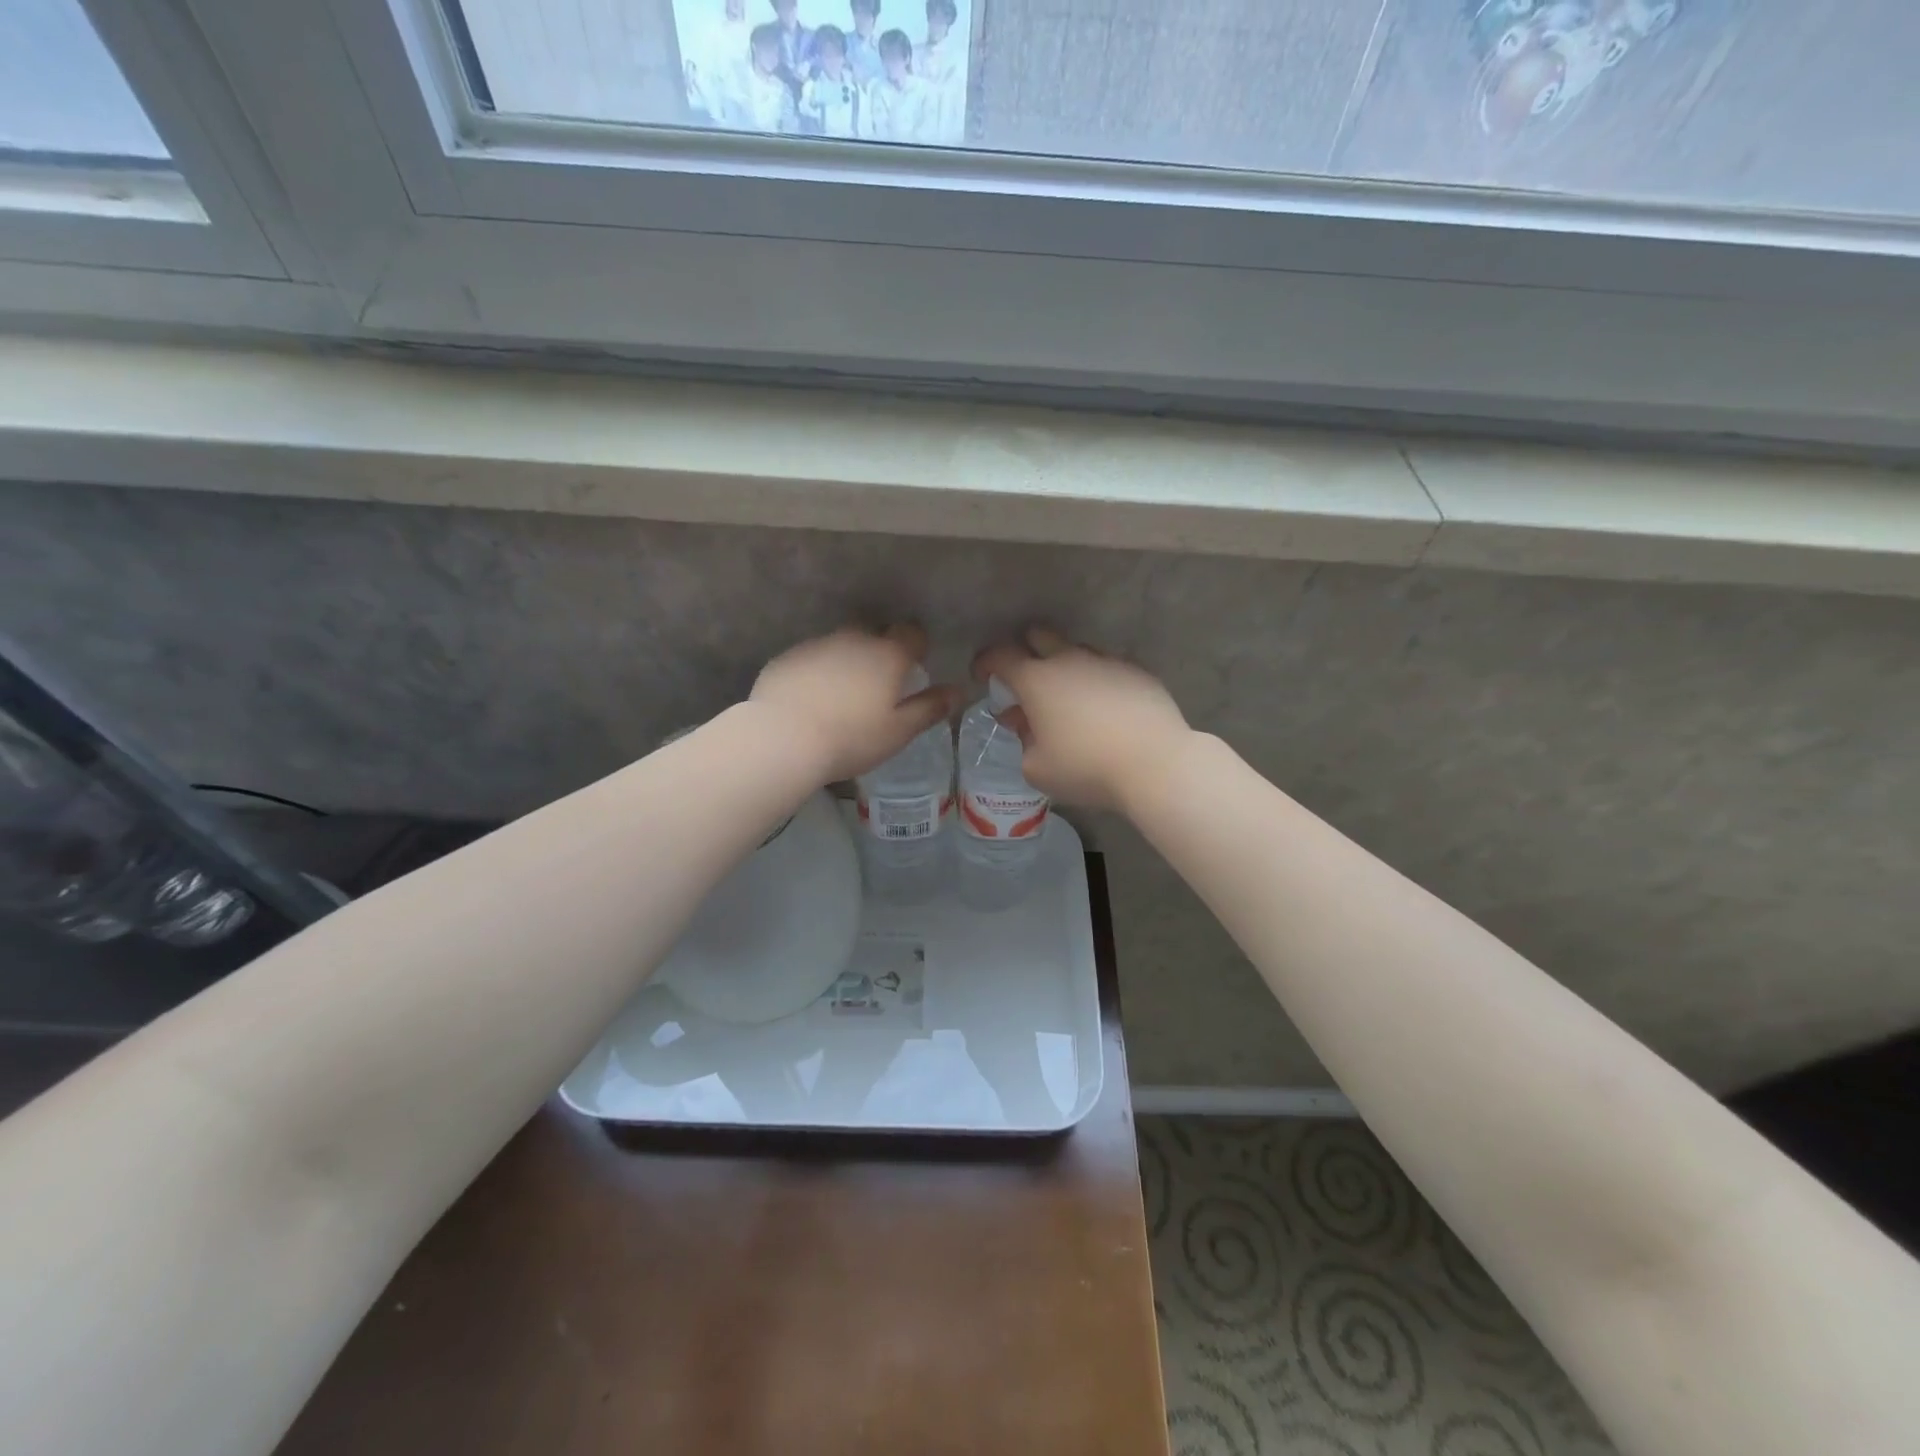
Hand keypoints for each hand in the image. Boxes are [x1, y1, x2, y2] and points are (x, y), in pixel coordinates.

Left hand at [751, 625, 958, 784]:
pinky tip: (812, 698)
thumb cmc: (851, 737)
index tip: (915, 666)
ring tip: (843, 693)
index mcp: (887, 654)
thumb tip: (957, 691)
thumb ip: (930, 708)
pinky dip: (818, 670)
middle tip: (880, 682)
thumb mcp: (898, 731)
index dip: (917, 646)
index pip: (912, 633)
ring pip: (841, 643)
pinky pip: (812, 657)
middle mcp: (854, 639)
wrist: (783, 738)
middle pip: (875, 632)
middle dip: (881, 648)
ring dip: (848, 659)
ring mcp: (817, 644)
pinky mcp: (788, 657)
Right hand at [972, 627, 1193, 811]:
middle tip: (1025, 678)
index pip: (1000, 656)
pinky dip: (1097, 681)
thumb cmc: (1085, 767)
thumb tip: (1027, 728)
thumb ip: (1023, 744)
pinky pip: (1107, 668)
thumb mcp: (1037, 768)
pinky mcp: (1137, 672)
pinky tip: (1104, 709)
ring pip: (1076, 650)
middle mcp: (1069, 660)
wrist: (1155, 763)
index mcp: (1036, 680)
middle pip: (1039, 636)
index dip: (985, 662)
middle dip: (1025, 650)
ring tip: (1068, 699)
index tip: (982, 675)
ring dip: (1064, 666)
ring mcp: (1107, 662)